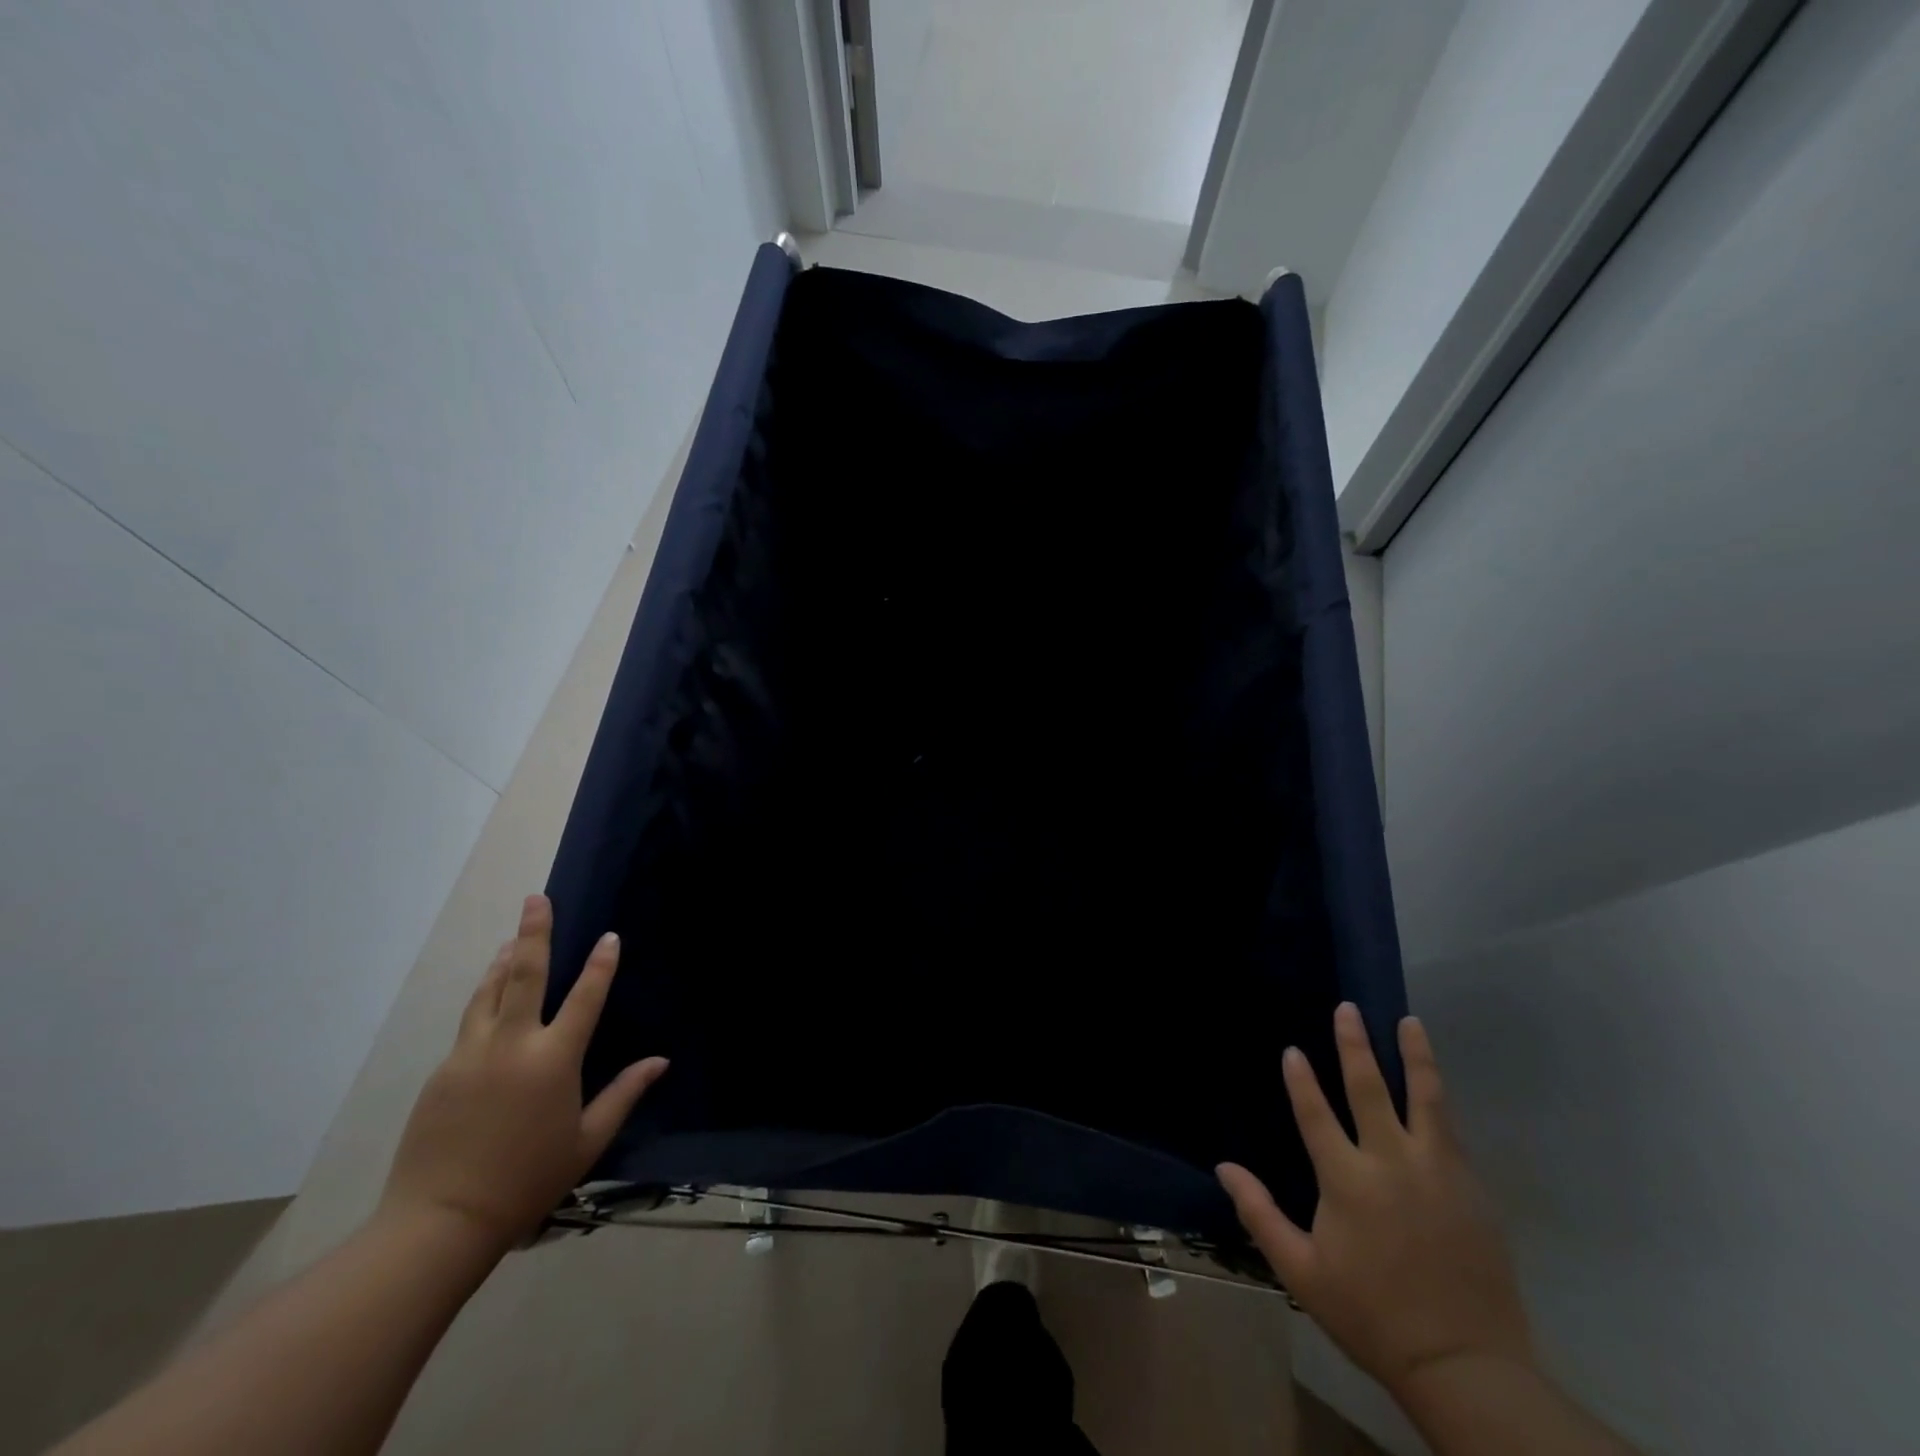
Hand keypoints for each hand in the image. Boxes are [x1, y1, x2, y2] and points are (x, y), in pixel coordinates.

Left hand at [380, 894, 666, 1252]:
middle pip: (524, 976)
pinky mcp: (443, 1072)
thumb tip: (659, 1061)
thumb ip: (623, 1094)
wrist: (439, 1222)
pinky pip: (470, 1022)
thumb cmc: (527, 1181)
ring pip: (489, 993)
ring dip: (504, 962)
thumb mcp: (586, 1141)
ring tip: (514, 939)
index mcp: (553, 1060)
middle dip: (534, 933)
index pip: (585, 998)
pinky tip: (491, 995)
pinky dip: (485, 997)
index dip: (601, 964)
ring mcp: (471, 1055)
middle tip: (536, 899)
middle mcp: (512, 1046)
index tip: (609, 936)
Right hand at [1218, 1004, 1531, 1398]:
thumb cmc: (1372, 1315)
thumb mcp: (1302, 1273)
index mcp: (1347, 1182)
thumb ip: (1260, 1215)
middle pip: (1370, 1089)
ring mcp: (1438, 1172)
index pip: (1316, 1114)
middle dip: (1355, 1045)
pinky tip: (1434, 1085)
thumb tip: (1224, 1168)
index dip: (1300, 1079)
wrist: (1466, 1367)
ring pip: (1426, 1098)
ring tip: (1410, 1022)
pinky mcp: (1471, 1188)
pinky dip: (1439, 1098)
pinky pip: (1451, 1130)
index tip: (1292, 1050)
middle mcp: (1392, 1164)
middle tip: (1348, 1009)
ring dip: (1415, 1056)